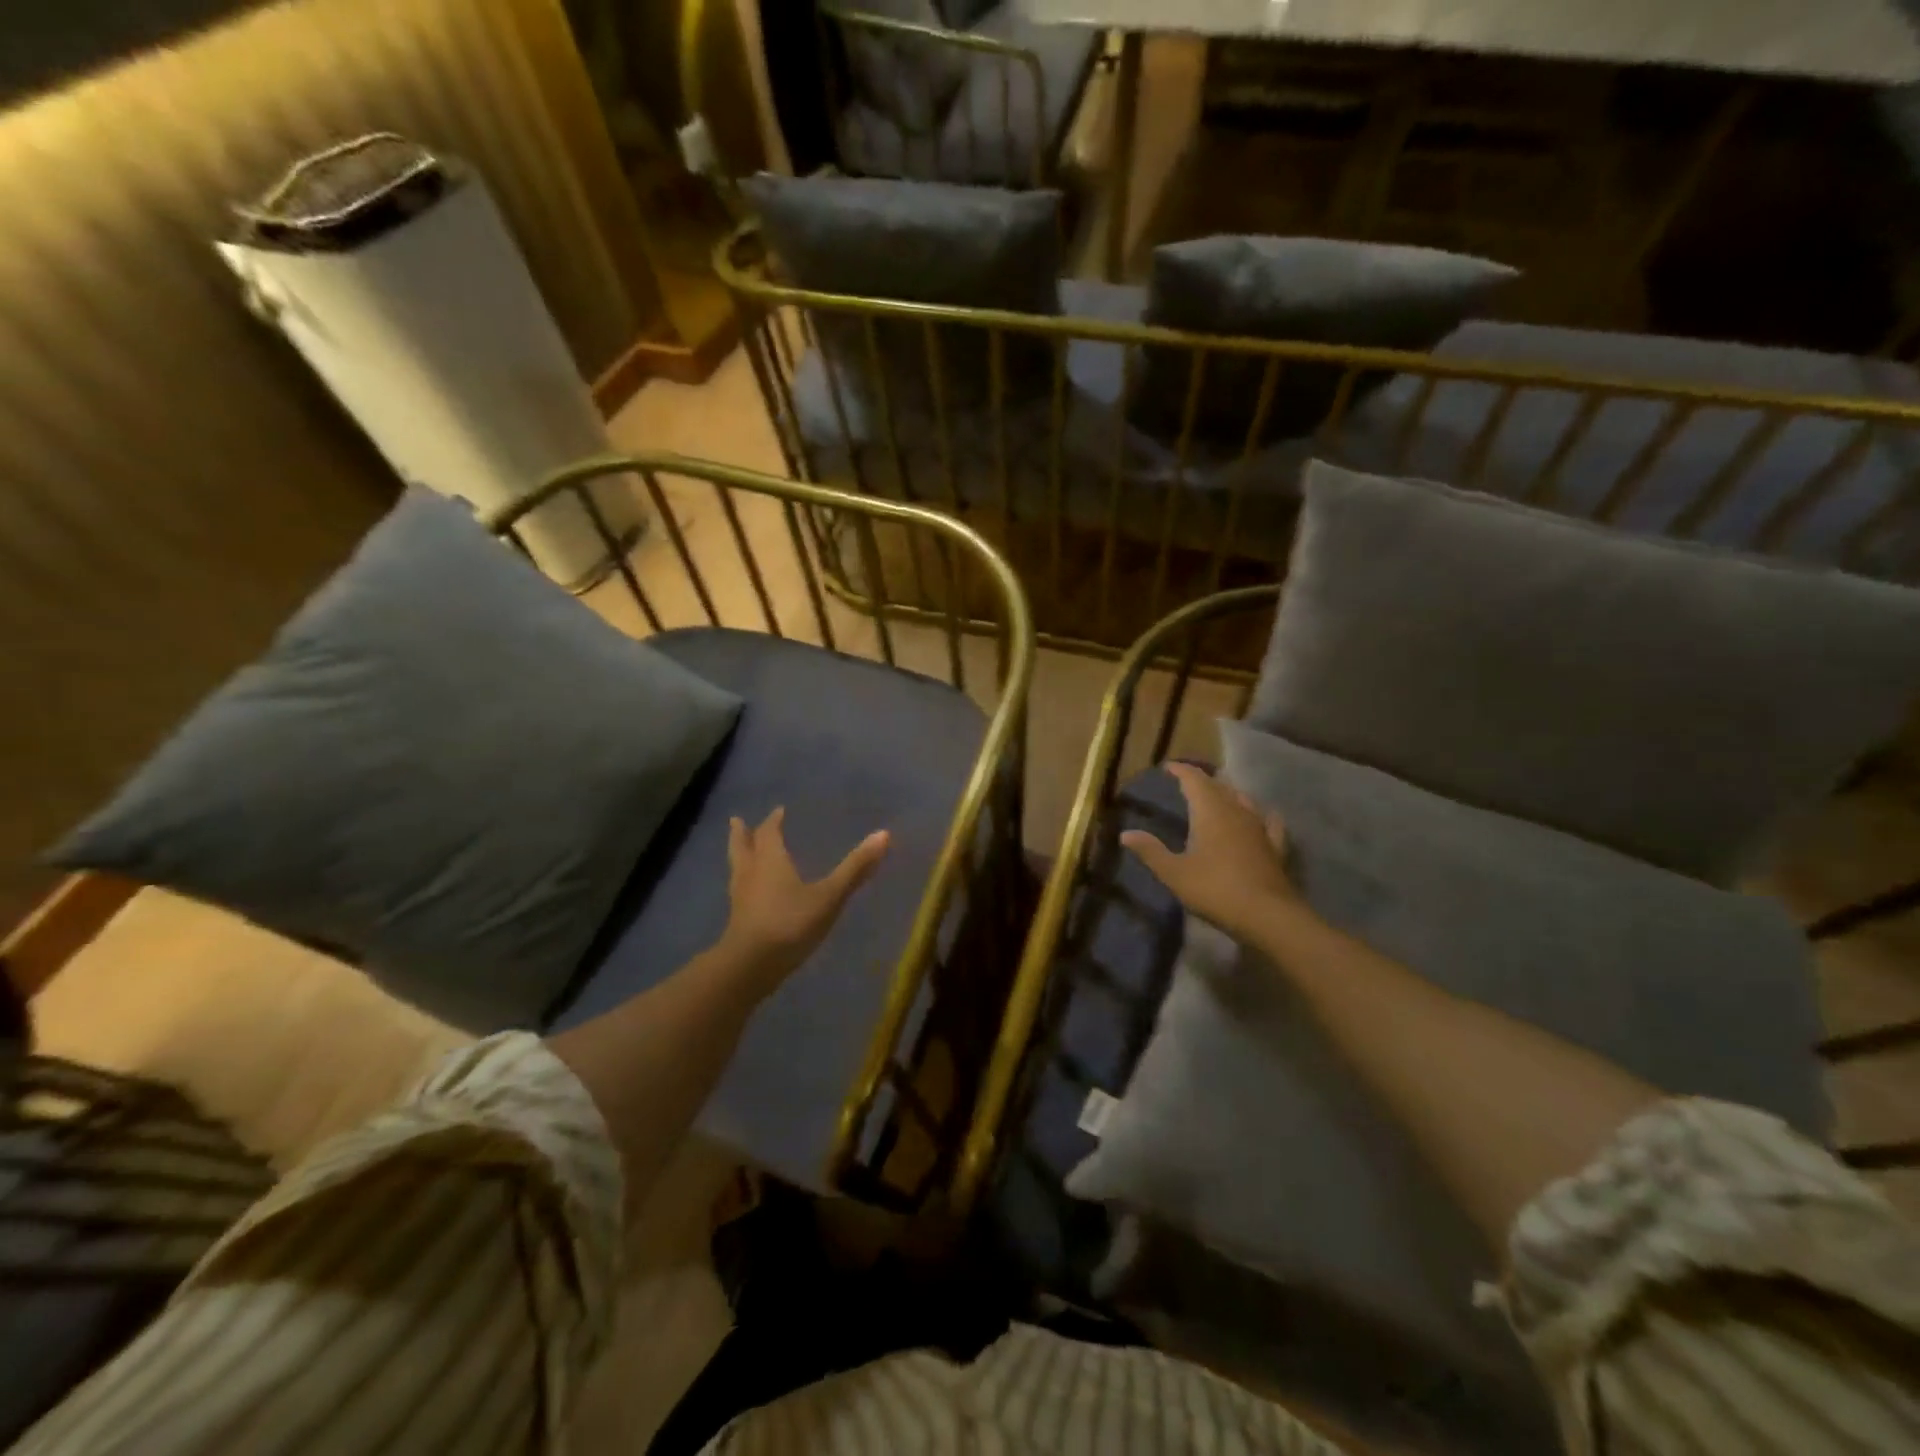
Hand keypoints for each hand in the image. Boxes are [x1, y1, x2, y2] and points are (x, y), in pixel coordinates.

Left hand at [721, 808, 889, 992]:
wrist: (751, 966)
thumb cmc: (791, 923)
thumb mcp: (829, 895)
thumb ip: (855, 868)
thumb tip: (884, 834)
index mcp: (770, 860)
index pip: (769, 833)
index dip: (773, 821)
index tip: (778, 810)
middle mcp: (751, 873)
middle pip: (742, 847)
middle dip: (742, 834)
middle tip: (737, 821)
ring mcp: (740, 898)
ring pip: (737, 868)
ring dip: (738, 855)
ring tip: (738, 850)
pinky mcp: (737, 921)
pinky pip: (738, 891)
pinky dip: (742, 882)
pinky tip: (747, 892)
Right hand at [1122, 763, 1303, 943]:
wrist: (1267, 915)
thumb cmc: (1215, 889)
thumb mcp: (1174, 873)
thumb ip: (1150, 851)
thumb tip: (1125, 834)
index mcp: (1210, 812)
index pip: (1194, 780)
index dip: (1181, 771)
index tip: (1168, 767)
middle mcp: (1236, 812)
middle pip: (1219, 786)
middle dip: (1202, 780)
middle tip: (1187, 781)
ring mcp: (1259, 828)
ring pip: (1243, 800)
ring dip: (1228, 793)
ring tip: (1218, 795)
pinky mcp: (1275, 847)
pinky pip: (1268, 822)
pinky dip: (1261, 814)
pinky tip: (1263, 816)